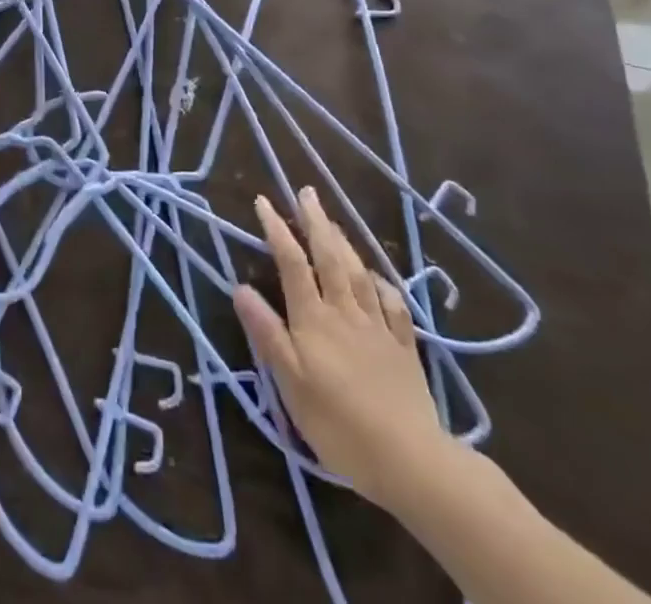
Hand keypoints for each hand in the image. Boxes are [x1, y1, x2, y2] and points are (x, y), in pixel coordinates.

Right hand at [234, 188, 450, 511]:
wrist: (410, 459)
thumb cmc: (338, 423)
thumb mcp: (290, 381)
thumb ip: (267, 332)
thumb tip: (240, 287)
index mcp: (313, 319)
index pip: (292, 263)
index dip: (277, 230)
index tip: (263, 202)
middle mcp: (345, 312)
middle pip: (329, 257)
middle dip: (315, 222)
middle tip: (306, 192)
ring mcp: (378, 328)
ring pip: (359, 274)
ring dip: (344, 243)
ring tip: (332, 221)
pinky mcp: (404, 348)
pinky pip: (394, 305)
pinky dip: (383, 284)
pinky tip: (378, 277)